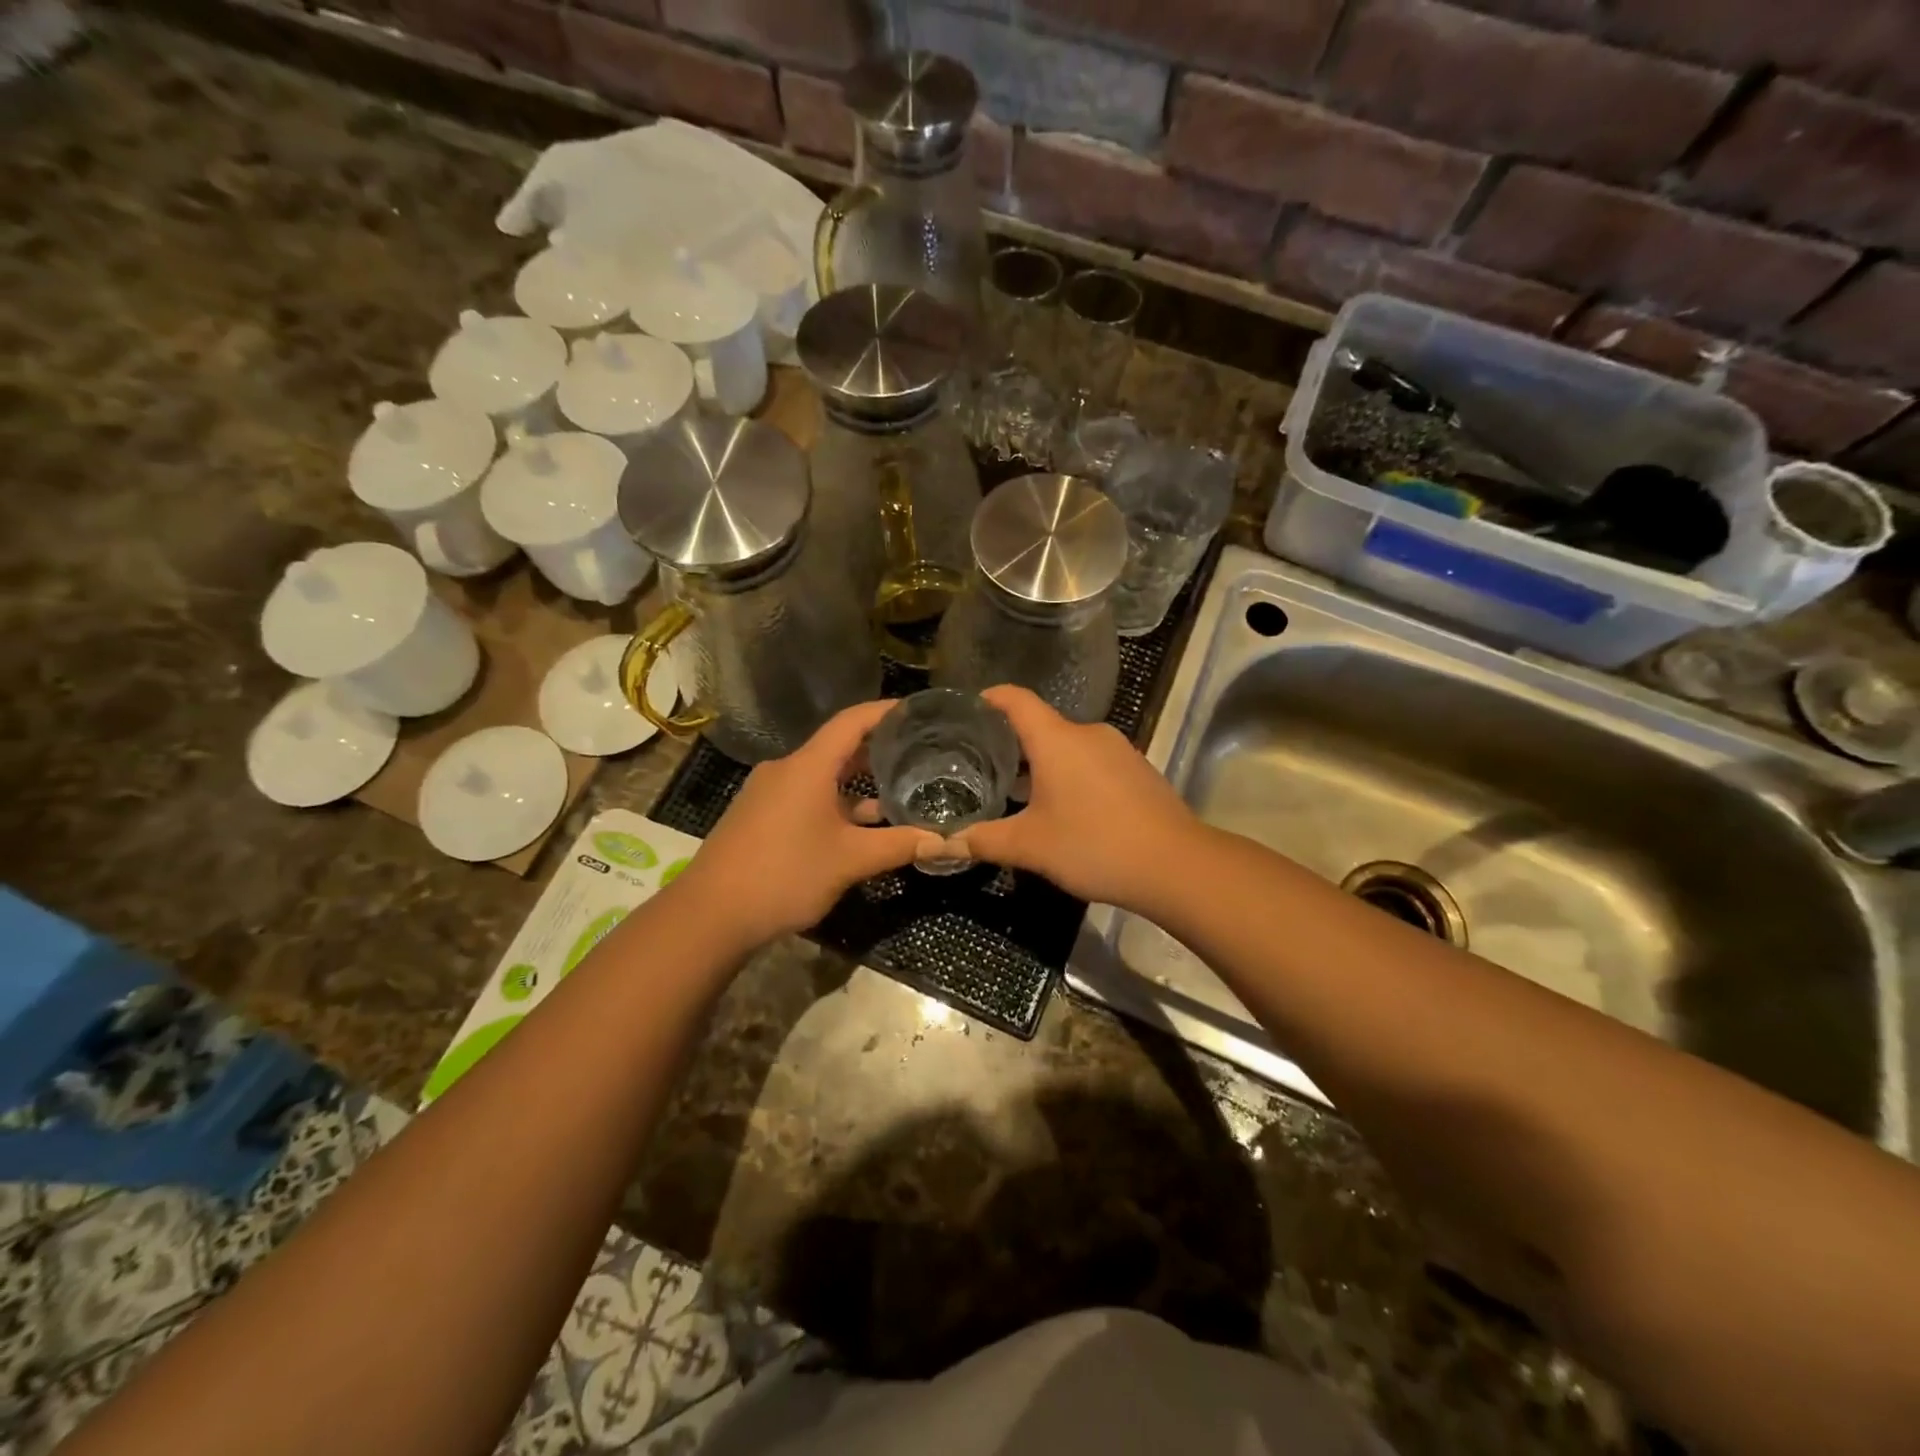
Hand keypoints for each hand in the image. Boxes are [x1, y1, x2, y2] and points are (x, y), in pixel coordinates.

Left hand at [664, 701, 941, 949]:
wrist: (711, 914)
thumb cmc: (785, 874)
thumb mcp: (850, 860)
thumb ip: (899, 846)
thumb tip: (947, 842)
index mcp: (808, 767)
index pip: (852, 721)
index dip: (885, 711)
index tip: (917, 711)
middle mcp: (786, 770)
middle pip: (837, 748)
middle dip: (877, 750)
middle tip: (917, 753)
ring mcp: (768, 794)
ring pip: (821, 777)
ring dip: (856, 783)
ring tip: (897, 792)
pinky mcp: (759, 817)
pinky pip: (805, 797)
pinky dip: (835, 803)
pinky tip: (857, 827)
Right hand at [951, 685, 1198, 911]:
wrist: (1175, 865)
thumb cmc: (1093, 845)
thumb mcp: (1029, 846)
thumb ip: (983, 841)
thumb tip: (941, 843)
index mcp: (1057, 739)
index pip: (1016, 699)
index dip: (989, 698)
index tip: (967, 710)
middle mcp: (1088, 733)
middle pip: (1041, 726)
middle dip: (1011, 744)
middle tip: (981, 767)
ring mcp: (1118, 750)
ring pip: (1068, 747)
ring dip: (1043, 764)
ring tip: (1018, 793)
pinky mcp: (1138, 770)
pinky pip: (1093, 762)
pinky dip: (1071, 775)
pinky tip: (1065, 809)